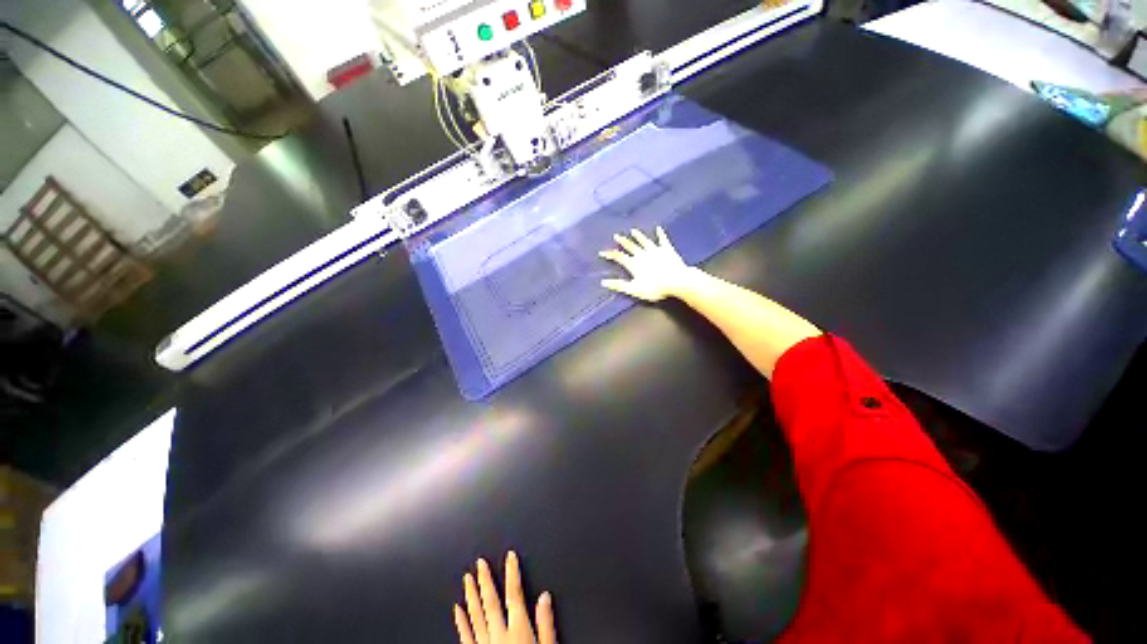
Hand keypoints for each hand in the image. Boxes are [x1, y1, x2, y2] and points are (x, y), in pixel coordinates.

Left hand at [454, 551, 555, 643]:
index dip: (512, 572)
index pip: (515, 594)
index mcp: (518, 630)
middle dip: (485, 580)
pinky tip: (457, 610)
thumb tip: (544, 596)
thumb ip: (546, 624)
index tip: (509, 556)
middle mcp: (499, 635)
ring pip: (476, 616)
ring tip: (467, 579)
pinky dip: (461, 622)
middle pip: (491, 602)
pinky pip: (465, 637)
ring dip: (471, 596)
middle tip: (479, 563)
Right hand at [599, 227, 696, 301]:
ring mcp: (655, 250)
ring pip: (644, 241)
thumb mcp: (634, 289)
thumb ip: (619, 285)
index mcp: (634, 264)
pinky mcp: (667, 249)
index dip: (610, 254)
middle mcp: (642, 254)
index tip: (602, 252)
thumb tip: (604, 282)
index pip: (619, 257)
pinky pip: (662, 240)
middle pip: (630, 246)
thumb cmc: (654, 288)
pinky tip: (659, 229)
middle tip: (616, 236)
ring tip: (633, 231)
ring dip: (638, 236)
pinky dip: (660, 234)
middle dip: (623, 241)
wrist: (676, 281)